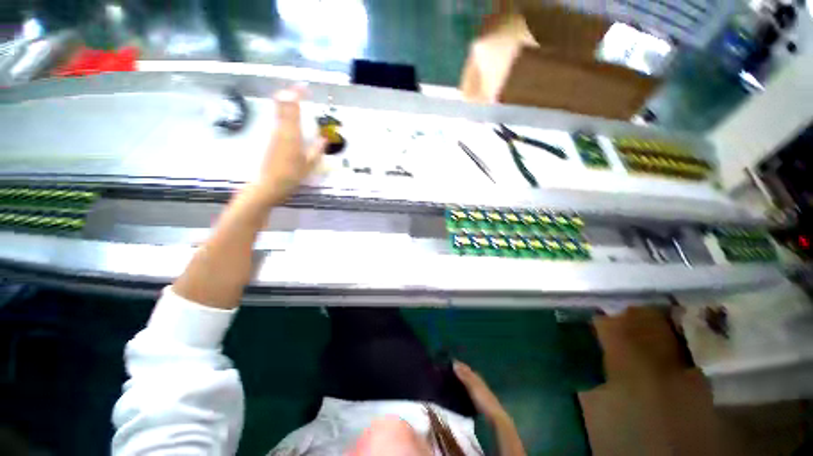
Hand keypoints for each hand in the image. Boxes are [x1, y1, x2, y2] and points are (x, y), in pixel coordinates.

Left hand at [256, 85, 325, 205]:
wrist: (269, 184)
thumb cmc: (292, 175)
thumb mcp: (309, 165)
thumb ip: (317, 150)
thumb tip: (324, 139)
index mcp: (292, 135)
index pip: (293, 110)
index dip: (297, 96)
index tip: (304, 88)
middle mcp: (281, 131)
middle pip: (282, 107)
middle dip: (289, 95)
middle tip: (298, 88)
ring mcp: (274, 134)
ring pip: (279, 113)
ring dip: (286, 103)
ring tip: (294, 97)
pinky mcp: (271, 140)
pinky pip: (278, 121)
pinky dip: (284, 113)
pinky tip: (289, 115)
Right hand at [453, 360, 508, 422]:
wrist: (494, 414)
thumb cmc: (483, 399)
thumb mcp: (473, 387)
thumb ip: (464, 376)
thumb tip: (455, 364)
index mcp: (476, 377)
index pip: (467, 368)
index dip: (460, 365)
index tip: (451, 362)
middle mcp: (478, 381)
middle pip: (468, 373)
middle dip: (461, 371)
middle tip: (450, 370)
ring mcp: (480, 390)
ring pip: (470, 381)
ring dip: (463, 379)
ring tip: (454, 379)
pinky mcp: (480, 398)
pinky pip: (471, 389)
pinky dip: (466, 387)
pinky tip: (463, 391)